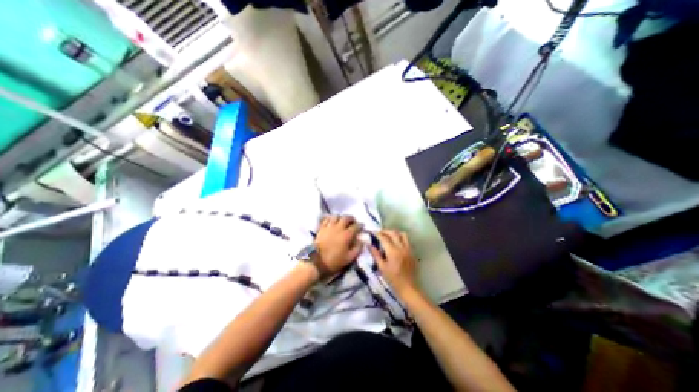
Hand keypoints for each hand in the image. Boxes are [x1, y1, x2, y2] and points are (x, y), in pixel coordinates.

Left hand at [315, 217, 362, 275]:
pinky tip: (332, 221)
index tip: (362, 226)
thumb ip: (357, 249)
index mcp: (347, 235)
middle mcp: (339, 228)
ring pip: (336, 216)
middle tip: (353, 222)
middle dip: (351, 219)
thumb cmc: (334, 261)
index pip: (356, 226)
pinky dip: (330, 218)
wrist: (317, 261)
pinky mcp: (322, 228)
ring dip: (341, 217)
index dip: (360, 225)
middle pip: (346, 218)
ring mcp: (329, 227)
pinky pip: (326, 219)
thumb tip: (362, 241)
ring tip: (342, 221)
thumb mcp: (349, 258)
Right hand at [368, 230, 417, 297]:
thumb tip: (369, 245)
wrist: (408, 287)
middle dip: (385, 231)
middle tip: (379, 233)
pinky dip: (401, 238)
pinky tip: (396, 243)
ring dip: (395, 233)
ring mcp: (408, 249)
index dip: (377, 233)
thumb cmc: (393, 279)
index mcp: (392, 251)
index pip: (384, 238)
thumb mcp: (382, 267)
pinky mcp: (412, 252)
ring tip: (389, 236)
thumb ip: (375, 254)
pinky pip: (407, 240)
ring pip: (402, 234)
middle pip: (394, 233)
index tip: (372, 232)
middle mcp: (401, 247)